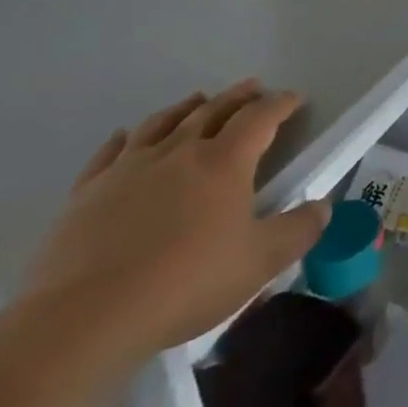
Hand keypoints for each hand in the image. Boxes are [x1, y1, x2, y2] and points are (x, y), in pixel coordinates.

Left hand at [23, 80, 328, 360]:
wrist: (84, 319)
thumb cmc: (185, 284)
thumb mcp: (260, 263)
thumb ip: (298, 231)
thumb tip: (323, 207)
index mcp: (224, 162)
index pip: (260, 118)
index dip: (280, 104)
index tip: (294, 98)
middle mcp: (179, 151)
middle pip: (213, 110)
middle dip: (238, 96)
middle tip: (253, 87)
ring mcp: (129, 168)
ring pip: (163, 123)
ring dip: (186, 107)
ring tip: (198, 99)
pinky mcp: (87, 193)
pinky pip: (111, 152)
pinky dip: (126, 138)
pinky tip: (127, 136)